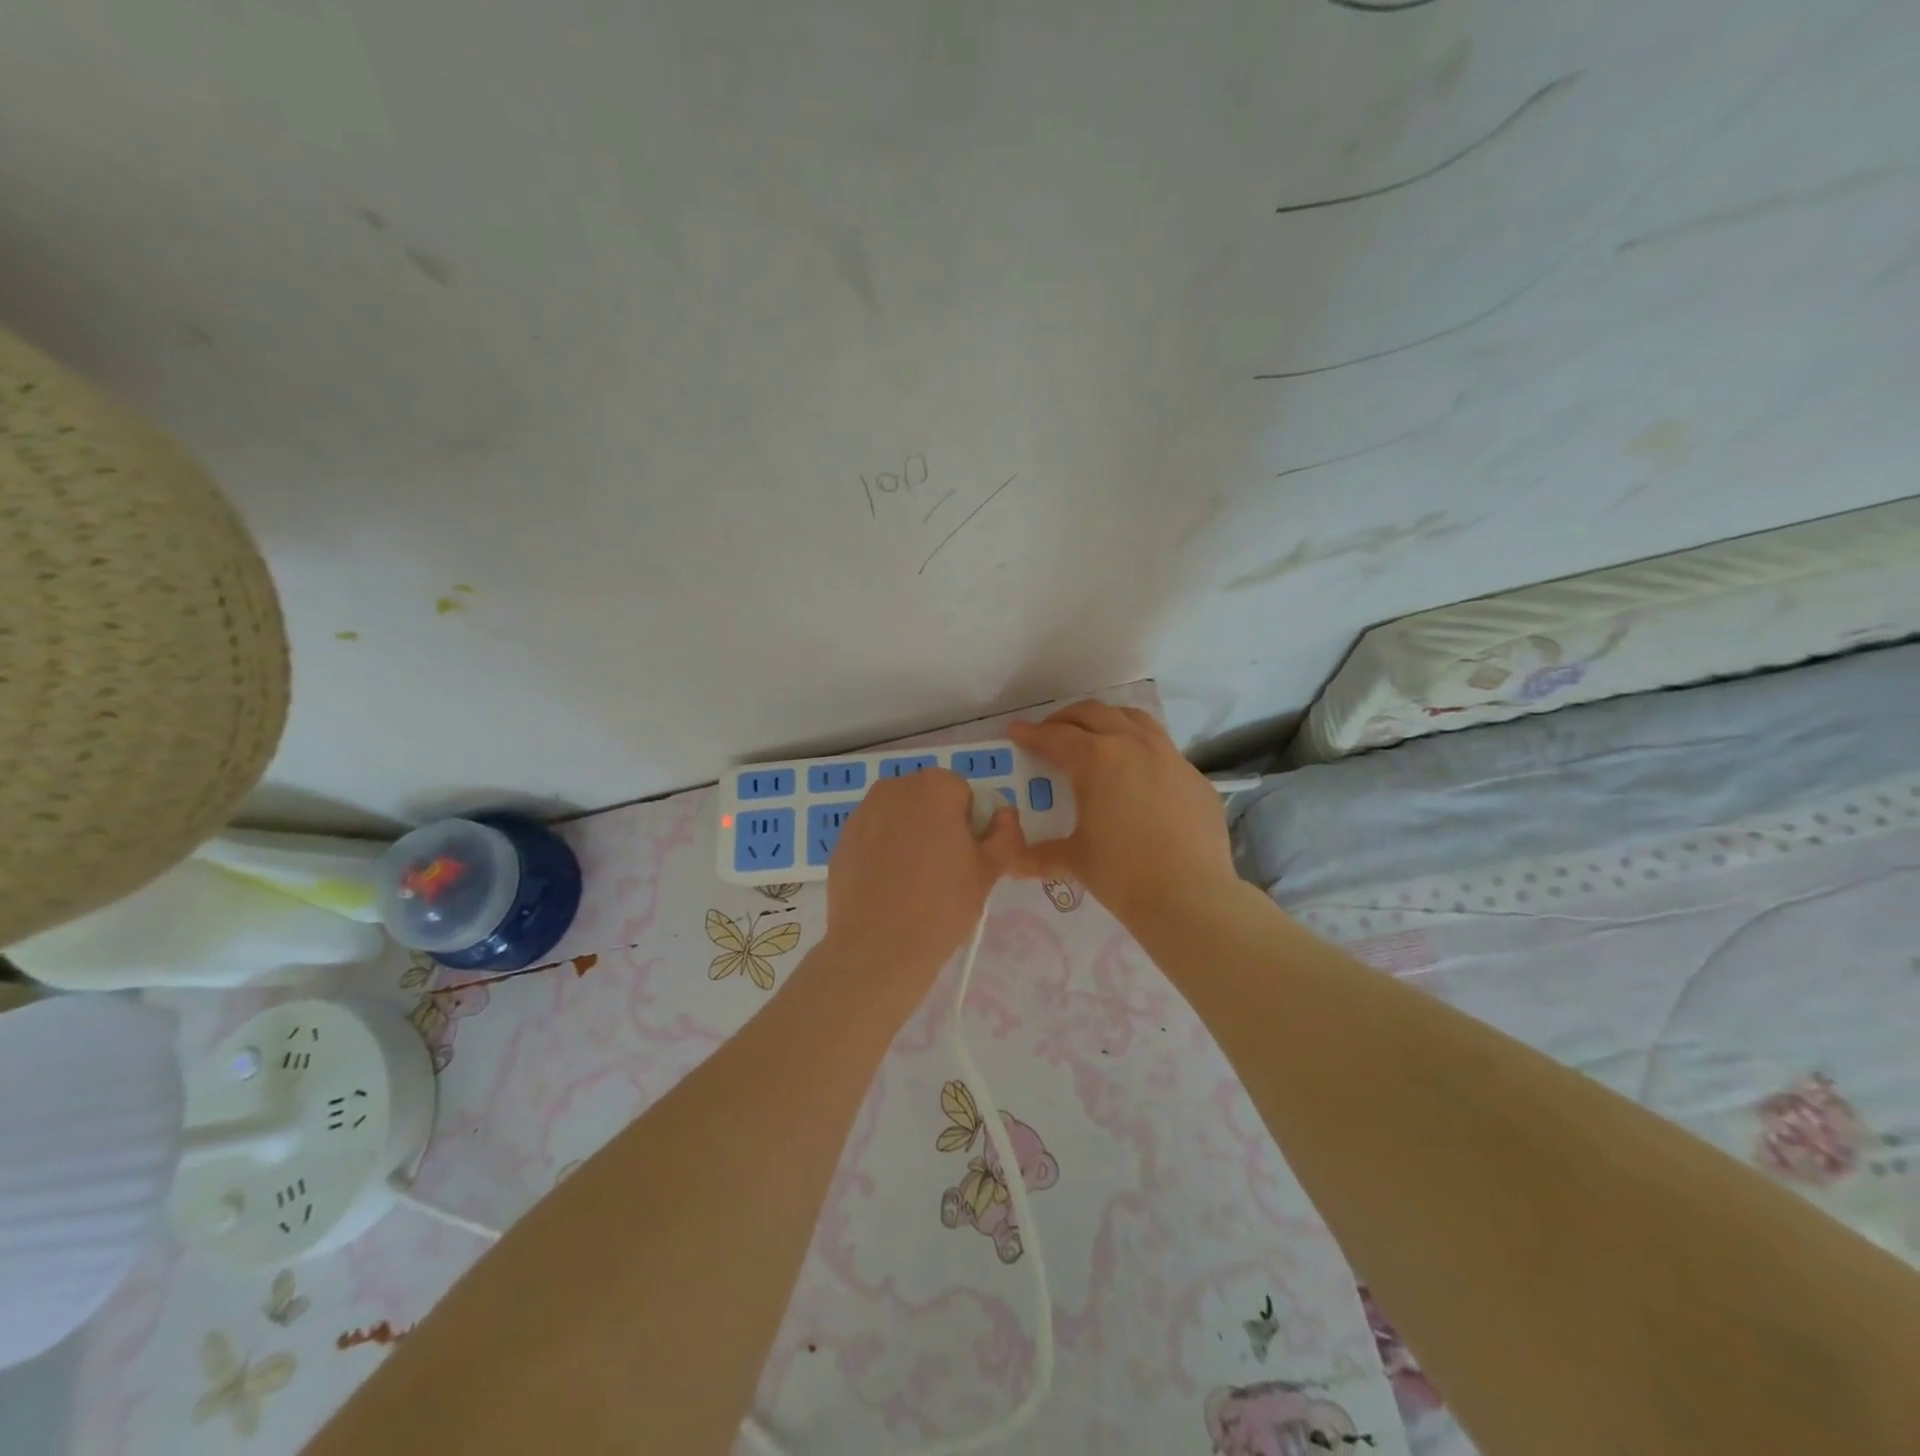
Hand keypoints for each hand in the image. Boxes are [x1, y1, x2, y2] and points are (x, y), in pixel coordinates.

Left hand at [822, 767, 1024, 1003]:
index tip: (967, 858)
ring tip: (914, 882)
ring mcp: (862, 812)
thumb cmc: (943, 904)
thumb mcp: (989, 871)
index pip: (964, 794)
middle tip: (945, 871)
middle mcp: (894, 787)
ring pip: (899, 817)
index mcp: (934, 786)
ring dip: (910, 836)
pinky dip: (884, 852)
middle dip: (939, 825)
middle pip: (929, 800)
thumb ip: (1006, 834)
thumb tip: (1005, 814)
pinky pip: (874, 837)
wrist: (878, 946)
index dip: (970, 825)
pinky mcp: (842, 839)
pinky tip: (888, 887)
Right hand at [1010, 703, 1235, 924]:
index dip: (1032, 734)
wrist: (1190, 897)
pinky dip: (1139, 749)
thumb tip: (1012, 855)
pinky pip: (1162, 749)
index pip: (1055, 737)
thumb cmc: (1122, 874)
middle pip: (1093, 714)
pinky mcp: (1195, 777)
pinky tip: (1136, 776)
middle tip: (1050, 733)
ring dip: (1106, 721)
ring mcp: (1170, 757)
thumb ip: (1037, 854)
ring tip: (1094, 736)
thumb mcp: (1072, 860)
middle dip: (1066, 719)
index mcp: (1096, 759)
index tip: (1017, 732)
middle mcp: (1133, 744)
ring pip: (1133, 719)